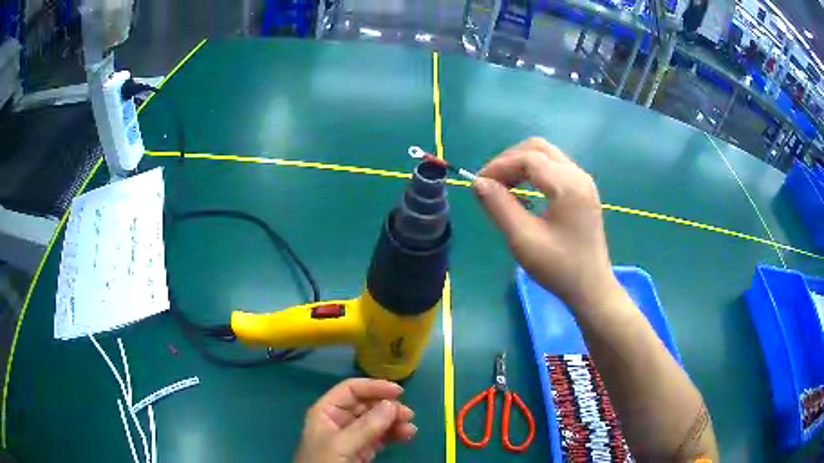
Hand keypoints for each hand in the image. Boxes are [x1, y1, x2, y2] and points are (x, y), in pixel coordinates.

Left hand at [294, 378, 416, 462]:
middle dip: (388, 407)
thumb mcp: (341, 444)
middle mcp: (340, 420)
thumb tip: (391, 404)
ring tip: (410, 429)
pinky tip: (406, 435)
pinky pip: (380, 437)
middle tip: (408, 415)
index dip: (374, 387)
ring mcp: (352, 436)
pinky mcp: (362, 451)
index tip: (398, 392)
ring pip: (377, 421)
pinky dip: (394, 434)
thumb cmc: (323, 462)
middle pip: (367, 404)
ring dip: (394, 421)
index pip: (351, 390)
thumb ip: (365, 426)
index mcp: (327, 411)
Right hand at [474, 138, 620, 310]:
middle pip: (538, 148)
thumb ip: (499, 207)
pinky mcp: (583, 191)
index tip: (478, 183)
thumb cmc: (559, 267)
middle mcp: (578, 175)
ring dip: (521, 165)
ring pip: (546, 155)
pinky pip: (554, 168)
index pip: (527, 158)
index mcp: (567, 185)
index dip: (499, 166)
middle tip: (491, 182)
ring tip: (504, 188)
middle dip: (510, 160)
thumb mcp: (523, 239)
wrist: (591, 288)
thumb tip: (479, 182)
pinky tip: (525, 194)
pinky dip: (534, 173)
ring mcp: (583, 181)